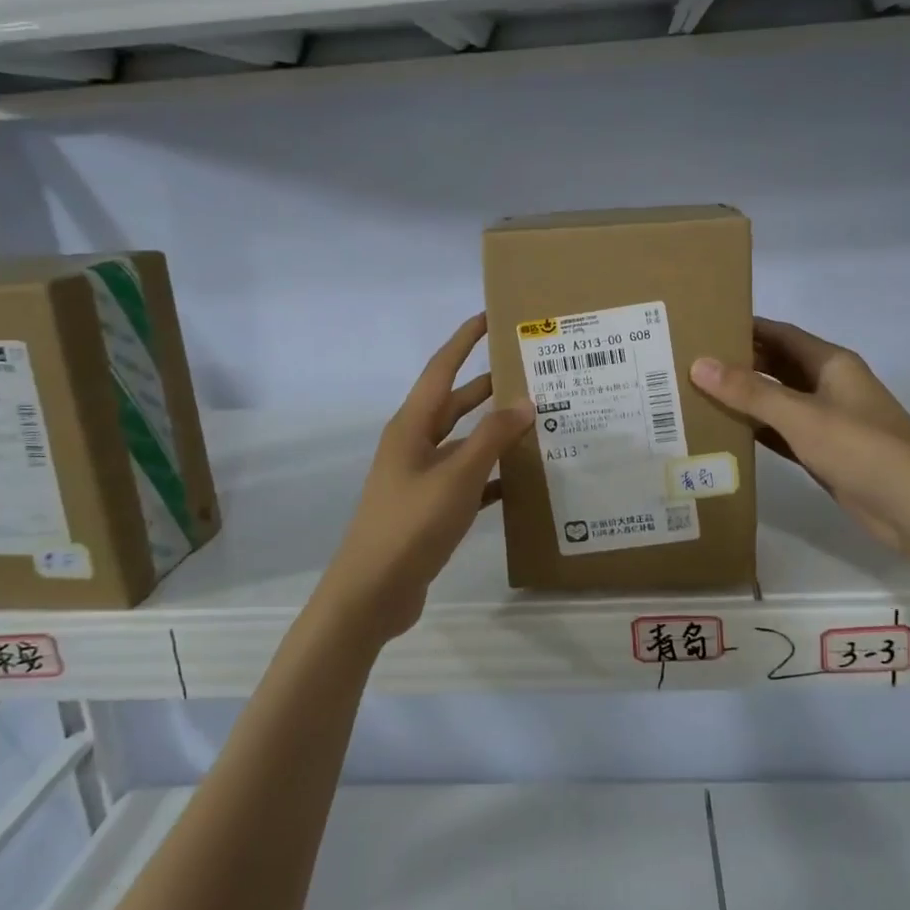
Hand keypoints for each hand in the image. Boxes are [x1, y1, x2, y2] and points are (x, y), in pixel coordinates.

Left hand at [320, 315, 534, 644]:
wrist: (372, 592)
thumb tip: (525, 403)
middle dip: (488, 385)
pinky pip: (467, 479)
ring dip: (494, 431)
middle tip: (530, 371)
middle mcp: (414, 444)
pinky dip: (492, 475)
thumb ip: (491, 438)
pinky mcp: (429, 508)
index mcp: (412, 426)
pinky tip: (522, 480)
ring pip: (463, 442)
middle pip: (455, 403)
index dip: (464, 340)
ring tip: (537, 421)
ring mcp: (420, 478)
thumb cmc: (411, 524)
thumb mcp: (456, 476)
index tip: (490, 317)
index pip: (441, 369)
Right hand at [689, 318, 909, 552]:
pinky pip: (782, 432)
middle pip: (777, 366)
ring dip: (744, 399)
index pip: (780, 334)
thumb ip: (749, 391)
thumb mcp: (800, 415)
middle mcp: (829, 385)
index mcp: (831, 363)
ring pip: (778, 401)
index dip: (745, 327)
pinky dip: (757, 430)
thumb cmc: (861, 448)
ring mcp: (828, 420)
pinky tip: (725, 433)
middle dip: (738, 363)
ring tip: (696, 395)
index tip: (703, 326)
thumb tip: (698, 364)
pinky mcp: (825, 452)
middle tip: (689, 363)